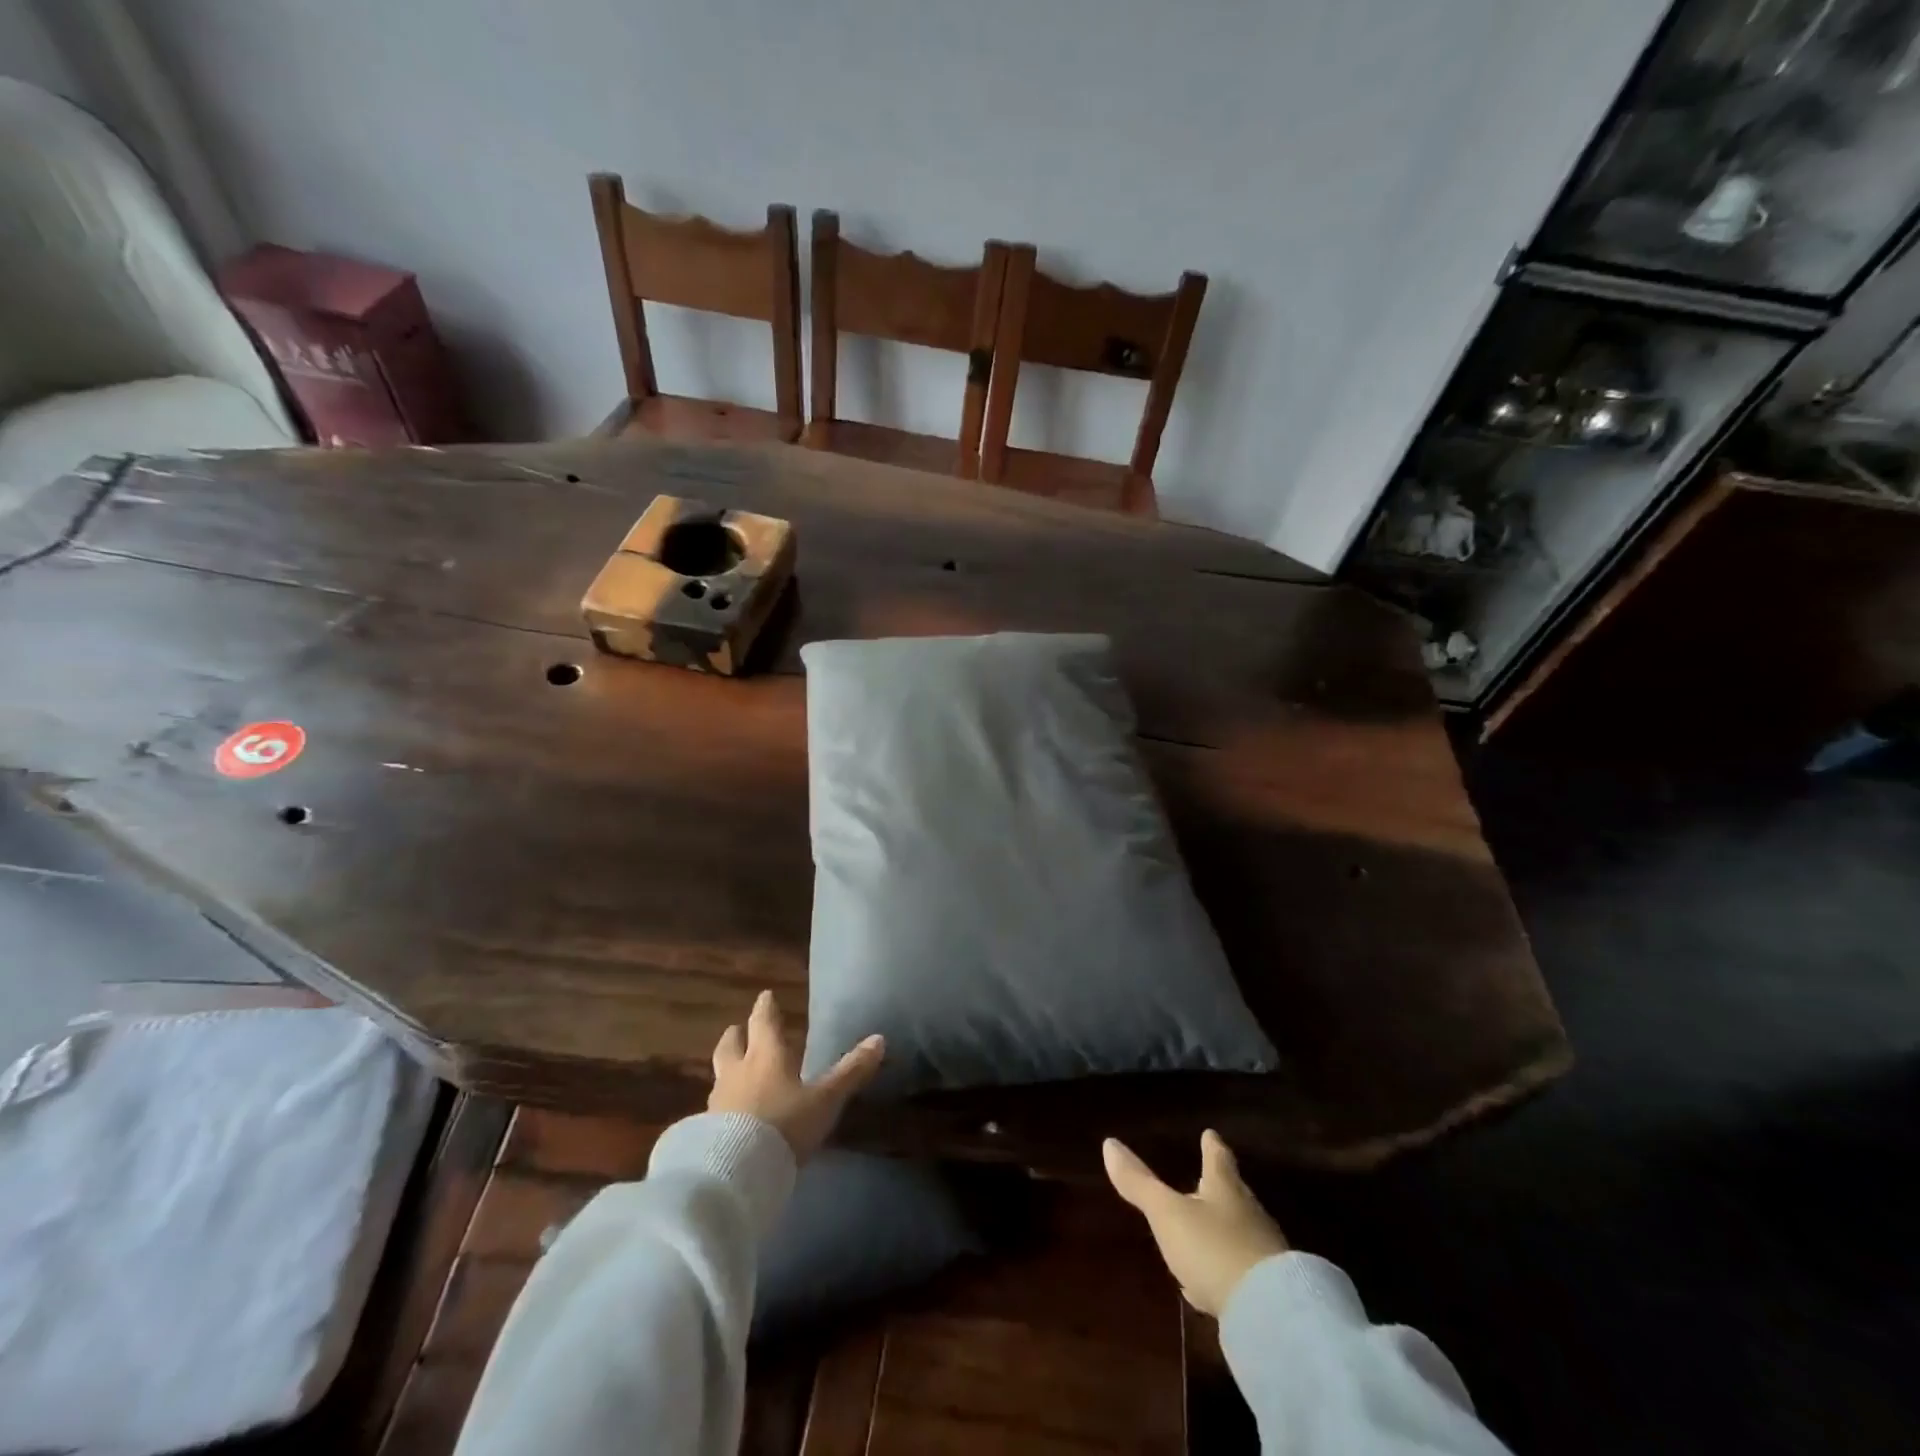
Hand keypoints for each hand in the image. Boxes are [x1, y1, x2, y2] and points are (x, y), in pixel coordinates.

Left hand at [708, 990, 884, 1162]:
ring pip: (720, 1073)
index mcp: (766, 1055)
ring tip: (735, 1072)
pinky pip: (713, 1107)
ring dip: (728, 1068)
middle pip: (731, 1044)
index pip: (763, 1022)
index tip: (765, 995)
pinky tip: (727, 1115)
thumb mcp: (825, 1100)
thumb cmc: (785, 1124)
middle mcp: (738, 1070)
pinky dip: (722, 1104)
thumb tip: (879, 1039)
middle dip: (737, 1034)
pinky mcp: (704, 1130)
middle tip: (739, 1028)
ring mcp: (717, 1100)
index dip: (766, 1008)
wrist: (735, 1170)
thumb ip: (850, 1071)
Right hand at [1104, 1130, 1288, 1316]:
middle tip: (1206, 1181)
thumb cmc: (1213, 1249)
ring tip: (1203, 1233)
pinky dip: (1225, 1270)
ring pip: (1238, 1233)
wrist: (1271, 1316)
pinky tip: (1211, 1286)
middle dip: (1218, 1188)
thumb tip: (1109, 1143)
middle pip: (1233, 1194)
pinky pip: (1242, 1271)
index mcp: (1225, 1188)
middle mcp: (1248, 1214)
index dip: (1212, 1146)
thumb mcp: (1168, 1214)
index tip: (1211, 1134)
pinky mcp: (1269, 1293)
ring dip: (1221, 1231)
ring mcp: (1263, 1254)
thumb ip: (1140, 1183)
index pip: (1217, 1158)